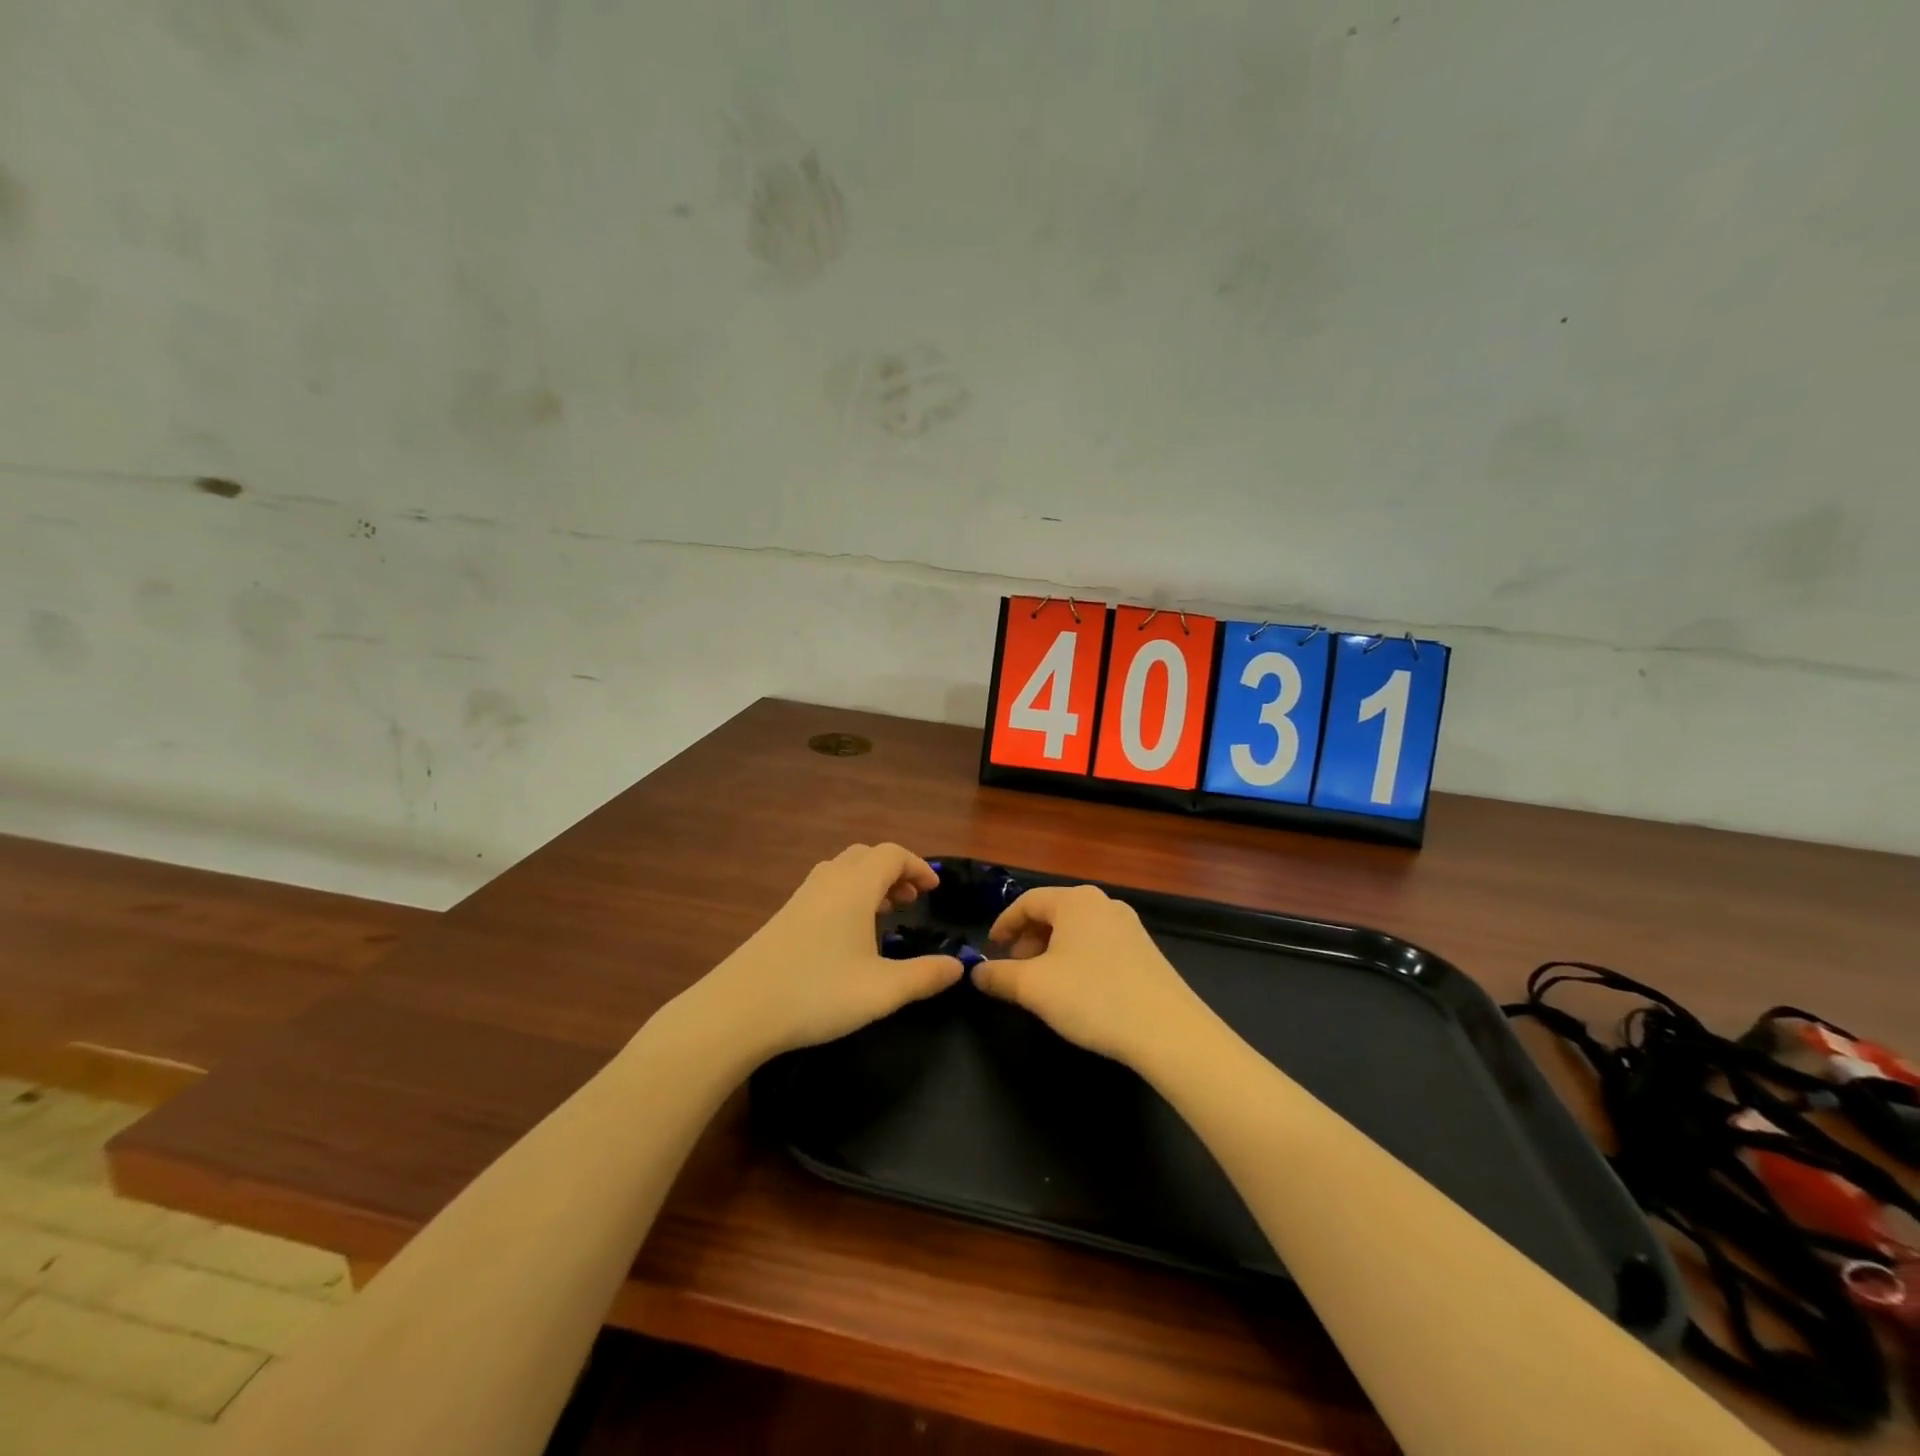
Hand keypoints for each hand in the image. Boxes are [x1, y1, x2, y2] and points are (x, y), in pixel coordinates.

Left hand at [694, 843, 965, 1059]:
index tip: (933, 890)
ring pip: (842, 871)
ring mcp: (800, 898)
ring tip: (883, 914)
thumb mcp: (882, 991)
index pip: (892, 855)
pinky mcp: (782, 917)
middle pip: (866, 856)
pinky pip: (824, 888)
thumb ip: (924, 976)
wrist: (738, 1010)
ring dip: (868, 882)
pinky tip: (846, 935)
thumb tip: (959, 966)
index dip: (917, 866)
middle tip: (910, 902)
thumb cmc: (817, 993)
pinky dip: (846, 895)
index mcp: (854, 888)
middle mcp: (828, 882)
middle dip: (893, 871)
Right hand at [972, 884, 1213, 1068]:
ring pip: (1076, 931)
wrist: (1168, 1031)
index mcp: (1074, 900)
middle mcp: (1103, 903)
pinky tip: (1077, 991)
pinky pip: (1098, 945)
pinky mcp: (1145, 951)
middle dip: (1028, 940)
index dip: (1003, 924)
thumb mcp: (1034, 988)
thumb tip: (975, 972)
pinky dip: (1077, 959)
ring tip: (1043, 984)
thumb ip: (999, 976)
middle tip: (1014, 970)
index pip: (1027, 901)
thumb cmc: (1092, 997)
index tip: (989, 950)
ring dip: (1052, 951)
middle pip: (1053, 913)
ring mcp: (1129, 926)